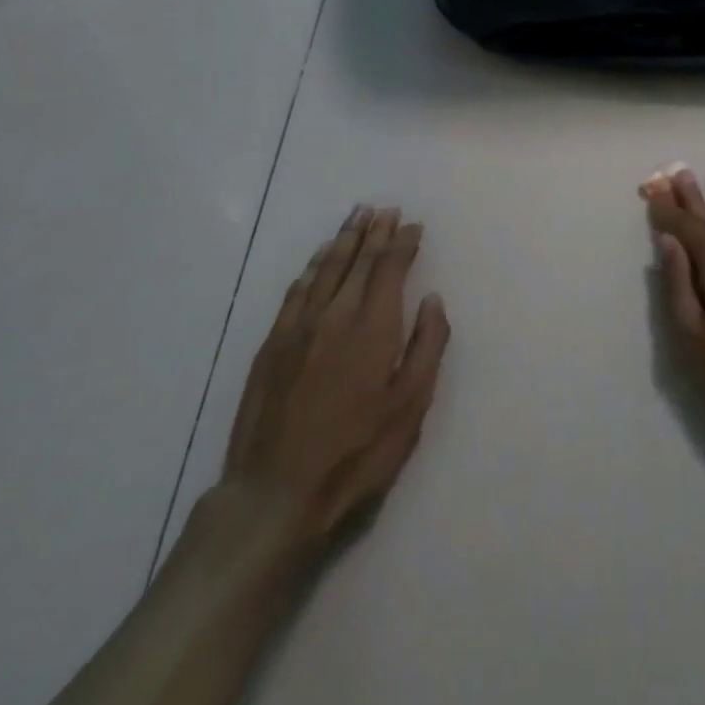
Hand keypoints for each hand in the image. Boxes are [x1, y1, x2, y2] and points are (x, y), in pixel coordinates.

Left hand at [216, 206, 449, 556]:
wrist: (274, 496)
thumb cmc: (355, 455)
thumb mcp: (409, 408)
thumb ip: (427, 347)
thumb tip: (432, 300)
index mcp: (373, 328)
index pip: (390, 268)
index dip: (403, 243)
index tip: (413, 225)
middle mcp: (335, 316)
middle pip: (358, 261)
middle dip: (374, 232)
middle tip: (385, 208)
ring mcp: (298, 329)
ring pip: (325, 269)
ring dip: (344, 239)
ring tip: (356, 215)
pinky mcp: (272, 346)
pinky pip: (296, 291)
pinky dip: (312, 267)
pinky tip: (319, 259)